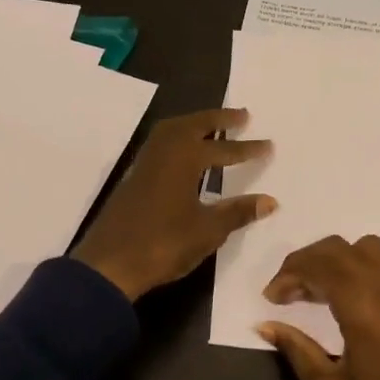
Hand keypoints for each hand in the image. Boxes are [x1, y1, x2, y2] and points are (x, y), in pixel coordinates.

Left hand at [73, 108, 274, 301]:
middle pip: (193, 125)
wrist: (109, 264)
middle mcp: (163, 153)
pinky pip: (160, 145)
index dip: (247, 148)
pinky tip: (185, 154)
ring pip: (172, 132)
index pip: (223, 149)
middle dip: (218, 119)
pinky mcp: (134, 178)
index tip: (268, 144)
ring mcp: (145, 164)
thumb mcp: (207, 231)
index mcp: (183, 159)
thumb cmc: (163, 244)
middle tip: (242, 115)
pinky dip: (178, 139)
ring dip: (194, 125)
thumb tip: (270, 201)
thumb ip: (237, 212)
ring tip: (213, 127)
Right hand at [259, 235, 379, 379]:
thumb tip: (267, 326)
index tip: (271, 297)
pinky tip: (361, 305)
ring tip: (324, 293)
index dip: (289, 273)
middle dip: (310, 262)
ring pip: (372, 251)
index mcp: (366, 306)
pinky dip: (369, 273)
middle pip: (342, 248)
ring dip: (341, 262)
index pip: (319, 263)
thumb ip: (297, 351)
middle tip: (290, 291)